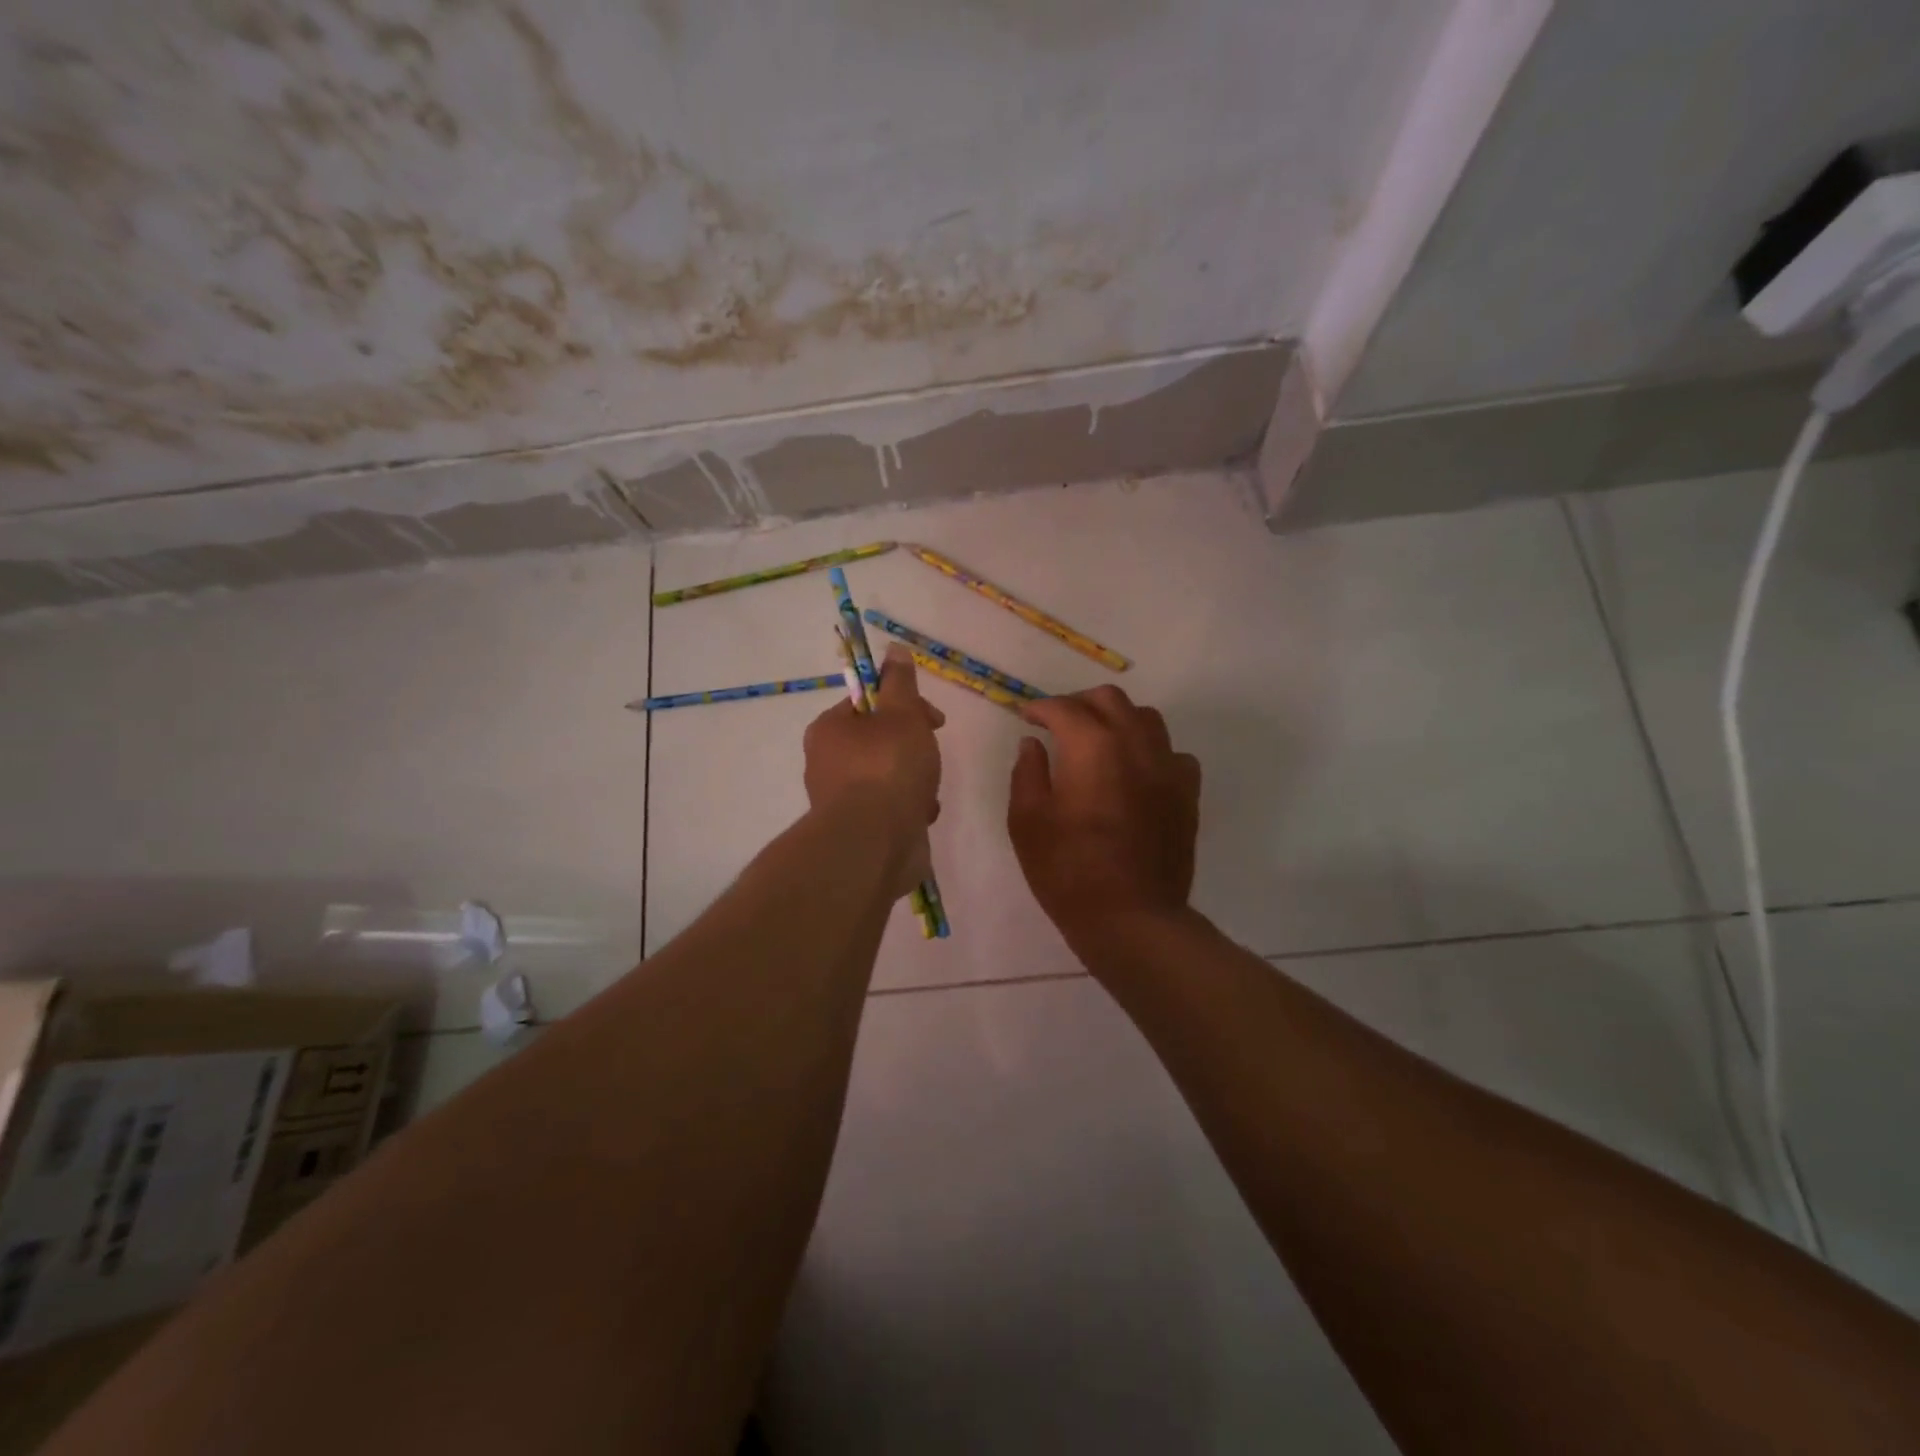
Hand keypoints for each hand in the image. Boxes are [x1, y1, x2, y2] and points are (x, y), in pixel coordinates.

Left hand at [804, 644, 944, 893]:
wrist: (875, 843)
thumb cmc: (888, 768)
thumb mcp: (901, 713)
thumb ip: (900, 682)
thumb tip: (894, 649)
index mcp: (829, 729)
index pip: (868, 704)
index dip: (905, 705)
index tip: (934, 720)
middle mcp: (826, 762)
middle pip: (879, 741)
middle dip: (913, 746)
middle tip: (931, 754)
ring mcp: (840, 800)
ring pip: (887, 777)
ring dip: (914, 780)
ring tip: (927, 791)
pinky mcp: (856, 830)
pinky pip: (889, 809)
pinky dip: (909, 808)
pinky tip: (922, 816)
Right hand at [1008, 686, 1201, 950]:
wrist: (1131, 917)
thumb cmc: (1069, 870)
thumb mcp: (1028, 822)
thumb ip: (1027, 773)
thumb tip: (1033, 744)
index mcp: (1092, 746)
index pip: (1064, 708)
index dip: (1040, 708)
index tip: (1026, 717)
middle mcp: (1135, 744)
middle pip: (1109, 700)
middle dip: (1079, 703)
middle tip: (1058, 723)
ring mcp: (1168, 767)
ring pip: (1146, 718)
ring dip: (1117, 719)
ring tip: (1098, 740)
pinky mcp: (1187, 793)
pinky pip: (1172, 753)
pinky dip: (1150, 751)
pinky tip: (1136, 771)